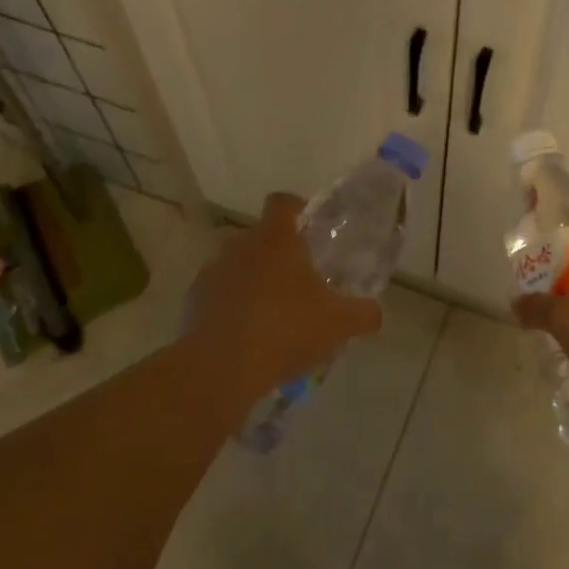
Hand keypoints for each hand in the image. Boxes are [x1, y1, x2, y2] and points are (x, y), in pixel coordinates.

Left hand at [183, 193, 383, 392]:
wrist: (222, 366)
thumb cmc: (286, 329)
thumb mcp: (338, 323)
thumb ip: (363, 314)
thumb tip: (375, 313)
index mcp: (276, 240)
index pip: (282, 203)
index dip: (296, 208)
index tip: (309, 227)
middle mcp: (240, 246)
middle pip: (260, 237)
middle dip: (277, 255)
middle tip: (299, 282)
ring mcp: (213, 272)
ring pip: (237, 267)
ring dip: (253, 281)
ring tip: (272, 314)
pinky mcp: (193, 301)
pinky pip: (218, 295)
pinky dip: (231, 307)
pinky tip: (246, 336)